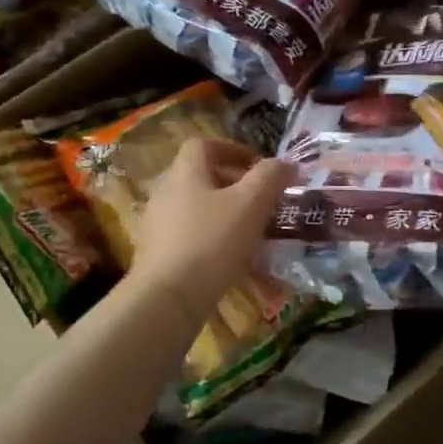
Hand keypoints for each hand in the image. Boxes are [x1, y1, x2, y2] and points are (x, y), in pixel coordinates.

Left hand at [131, 138, 292, 319]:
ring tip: (251, 233)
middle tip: (261, 202)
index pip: (203, 145)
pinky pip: (188, 235)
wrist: (167, 298)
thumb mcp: (250, 205)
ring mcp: (157, 225)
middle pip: (200, 176)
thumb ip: (270, 178)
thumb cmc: (211, 242)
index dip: (232, 149)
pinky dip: (210, 239)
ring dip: (223, 214)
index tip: (257, 166)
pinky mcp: (156, 254)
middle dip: (233, 185)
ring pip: (196, 208)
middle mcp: (165, 192)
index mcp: (185, 173)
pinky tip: (230, 260)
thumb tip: (286, 163)